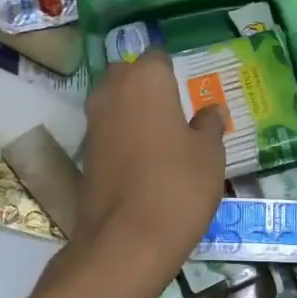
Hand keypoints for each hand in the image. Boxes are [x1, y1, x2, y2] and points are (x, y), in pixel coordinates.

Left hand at [74, 51, 225, 278]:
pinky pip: (108, 133)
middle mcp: (112, 93)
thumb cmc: (178, 185)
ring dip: (133, 112)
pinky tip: (145, 161)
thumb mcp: (209, 154)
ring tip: (164, 136)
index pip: (157, 56)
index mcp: (145, 80)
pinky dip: (123, 139)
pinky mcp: (85, 156)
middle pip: (128, 76)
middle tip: (176, 109)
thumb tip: (211, 110)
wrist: (127, 241)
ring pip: (114, 104)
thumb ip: (209, 125)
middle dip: (147, 86)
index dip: (173, 70)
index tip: (189, 88)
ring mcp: (93, 125)